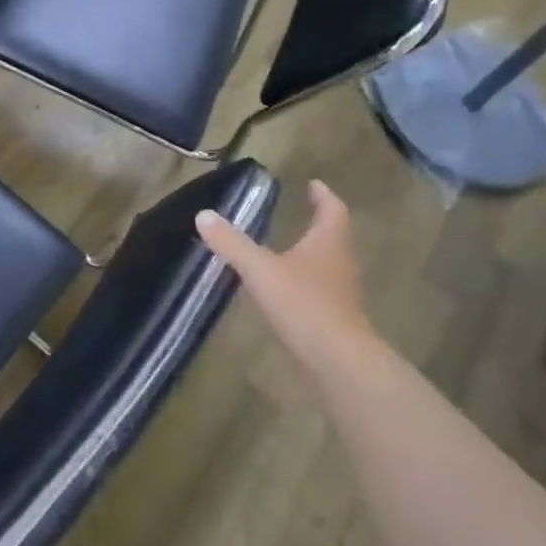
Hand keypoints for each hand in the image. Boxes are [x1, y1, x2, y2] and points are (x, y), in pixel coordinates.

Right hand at [196, 180, 376, 369]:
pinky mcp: (336, 317)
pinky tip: (286, 287)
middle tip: (300, 211)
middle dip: (318, 222)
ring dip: (313, 251)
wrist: (339, 361)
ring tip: (288, 246)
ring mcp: (341, 292)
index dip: (323, 195)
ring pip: (329, 262)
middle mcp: (340, 262)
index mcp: (328, 243)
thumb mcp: (260, 270)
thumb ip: (232, 243)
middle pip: (334, 235)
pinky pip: (321, 288)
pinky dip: (306, 279)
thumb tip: (204, 215)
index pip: (332, 210)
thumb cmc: (303, 305)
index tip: (314, 184)